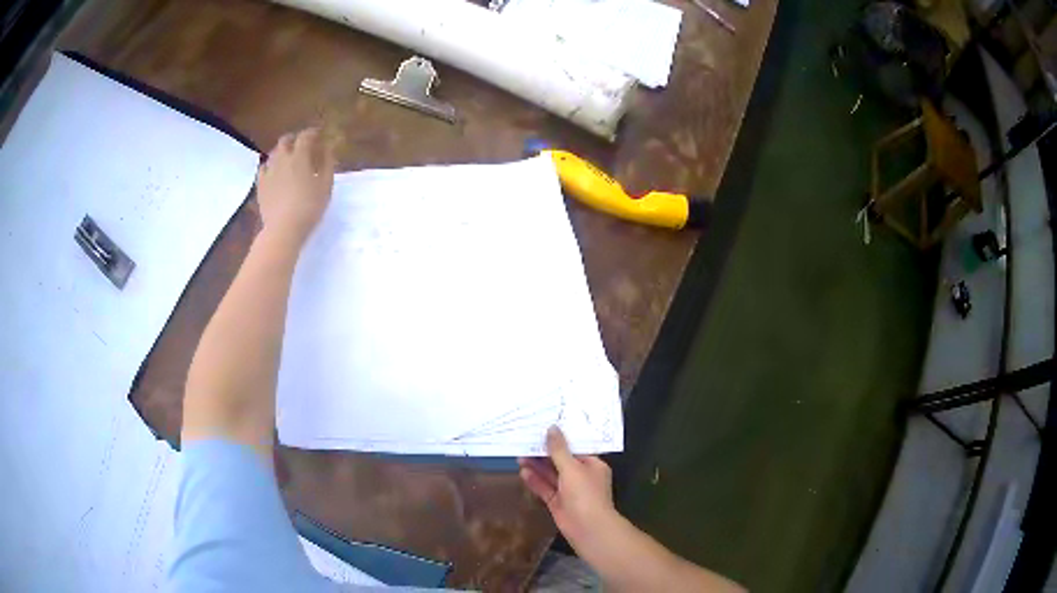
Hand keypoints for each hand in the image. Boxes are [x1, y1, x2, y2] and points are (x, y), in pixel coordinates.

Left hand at [256, 128, 335, 245]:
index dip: (312, 133)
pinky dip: (270, 166)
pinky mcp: (260, 185)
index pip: (305, 136)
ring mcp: (268, 172)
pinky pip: (263, 168)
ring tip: (288, 159)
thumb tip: (327, 148)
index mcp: (299, 157)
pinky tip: (274, 172)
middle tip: (301, 144)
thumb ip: (327, 164)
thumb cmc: (309, 207)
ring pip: (273, 153)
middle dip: (294, 139)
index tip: (318, 134)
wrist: (283, 229)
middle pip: (285, 141)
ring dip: (282, 152)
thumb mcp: (326, 186)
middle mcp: (281, 159)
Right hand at [519, 427, 618, 548]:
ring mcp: (569, 491)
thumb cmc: (585, 494)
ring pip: (551, 475)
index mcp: (592, 465)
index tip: (543, 430)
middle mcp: (581, 476)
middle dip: (544, 454)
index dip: (559, 440)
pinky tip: (523, 473)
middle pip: (560, 462)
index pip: (575, 449)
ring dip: (537, 467)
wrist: (588, 528)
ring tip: (519, 456)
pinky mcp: (558, 502)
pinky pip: (546, 488)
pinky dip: (535, 481)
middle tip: (525, 443)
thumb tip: (552, 428)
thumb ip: (559, 450)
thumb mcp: (572, 468)